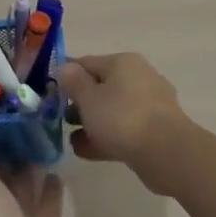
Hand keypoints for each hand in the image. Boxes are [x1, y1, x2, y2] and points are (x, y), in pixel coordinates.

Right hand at [55, 52, 187, 167]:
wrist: (166, 153)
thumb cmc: (122, 118)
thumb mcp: (88, 98)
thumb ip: (73, 82)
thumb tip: (65, 67)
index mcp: (123, 63)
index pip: (86, 63)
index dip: (65, 77)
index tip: (49, 94)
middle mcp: (139, 78)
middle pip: (100, 87)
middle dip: (79, 105)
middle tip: (60, 120)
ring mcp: (150, 105)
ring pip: (112, 111)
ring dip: (91, 124)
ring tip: (72, 140)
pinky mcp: (155, 130)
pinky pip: (124, 129)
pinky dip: (106, 138)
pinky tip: (86, 151)